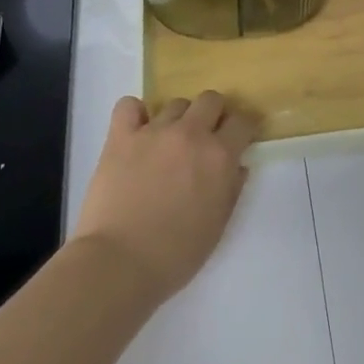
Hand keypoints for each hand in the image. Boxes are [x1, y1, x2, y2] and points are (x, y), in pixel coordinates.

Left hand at [71, 91, 256, 300]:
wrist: (119, 263)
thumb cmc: (176, 254)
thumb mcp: (218, 226)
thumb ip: (232, 189)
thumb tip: (238, 166)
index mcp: (219, 156)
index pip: (243, 122)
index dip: (244, 129)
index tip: (239, 139)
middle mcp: (190, 134)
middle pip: (210, 100)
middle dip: (214, 114)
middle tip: (206, 138)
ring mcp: (153, 132)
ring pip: (175, 103)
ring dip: (179, 119)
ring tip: (169, 142)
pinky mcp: (121, 137)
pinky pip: (129, 106)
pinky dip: (136, 113)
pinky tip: (137, 131)